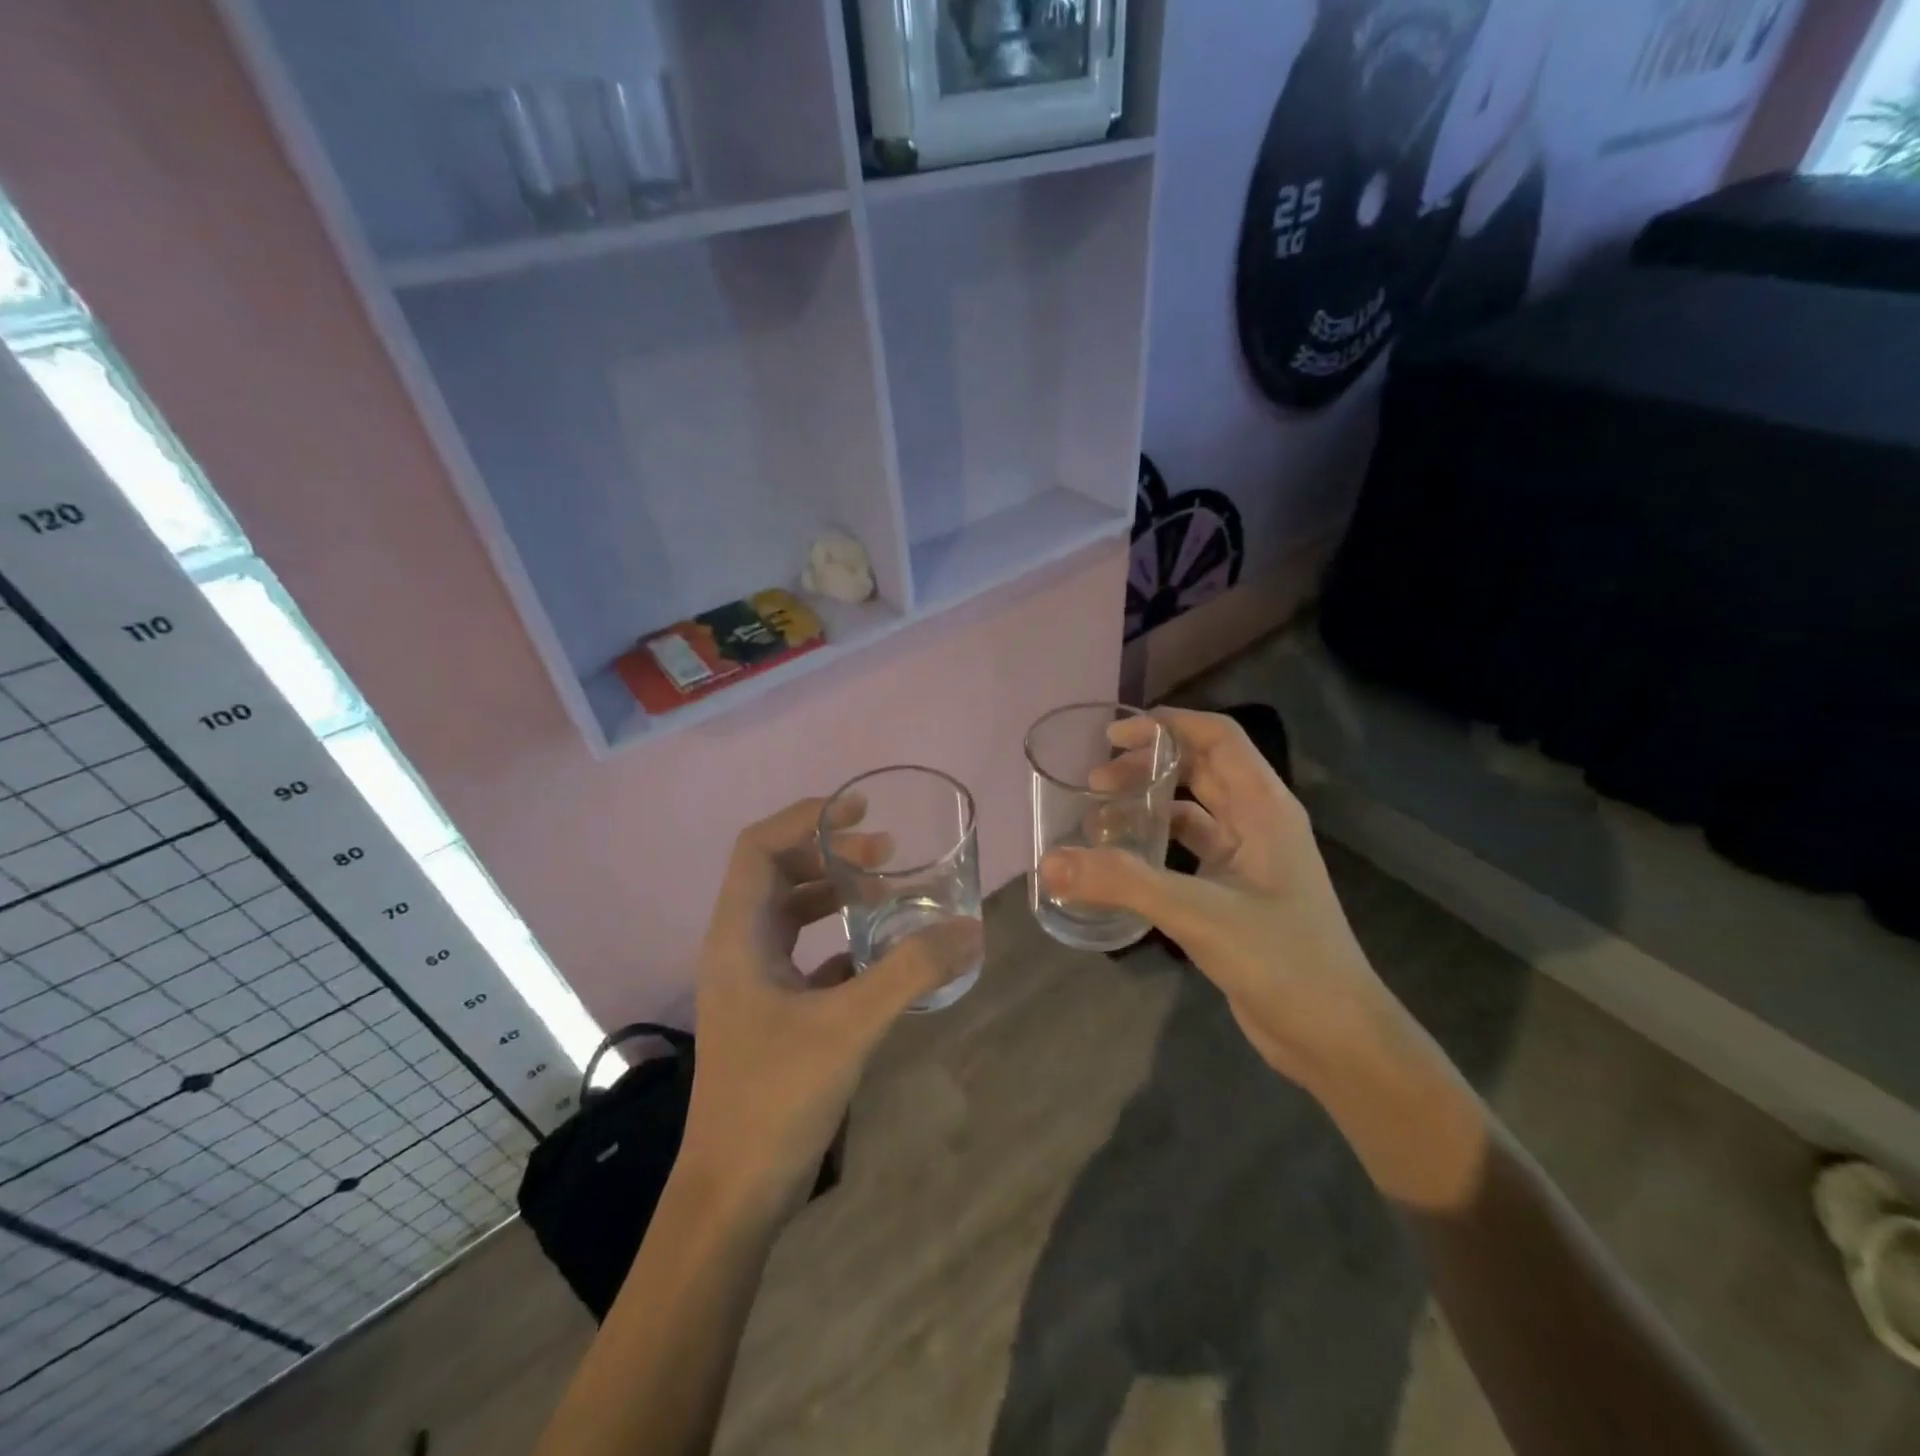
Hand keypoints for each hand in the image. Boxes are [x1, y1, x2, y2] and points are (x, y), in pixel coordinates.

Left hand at [682, 797, 981, 1214]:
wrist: (732, 1193)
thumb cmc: (775, 1098)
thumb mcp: (851, 1025)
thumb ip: (911, 971)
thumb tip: (970, 928)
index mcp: (738, 935)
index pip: (758, 847)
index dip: (805, 818)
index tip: (858, 810)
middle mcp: (737, 947)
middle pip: (775, 871)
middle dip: (828, 852)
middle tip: (884, 851)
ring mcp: (750, 980)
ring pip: (789, 911)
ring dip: (833, 892)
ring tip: (886, 889)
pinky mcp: (768, 1009)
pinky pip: (803, 951)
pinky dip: (837, 936)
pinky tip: (878, 949)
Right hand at [1038, 708, 1395, 1090]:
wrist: (1334, 1036)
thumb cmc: (1282, 960)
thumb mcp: (1199, 913)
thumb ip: (1123, 883)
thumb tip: (1050, 862)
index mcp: (1265, 807)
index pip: (1218, 737)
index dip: (1168, 725)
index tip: (1114, 734)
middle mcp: (1259, 822)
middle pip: (1201, 768)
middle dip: (1148, 764)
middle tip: (1094, 779)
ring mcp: (1248, 859)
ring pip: (1193, 810)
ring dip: (1150, 804)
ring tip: (1098, 815)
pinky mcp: (1234, 893)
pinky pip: (1189, 850)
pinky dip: (1155, 844)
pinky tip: (1122, 859)